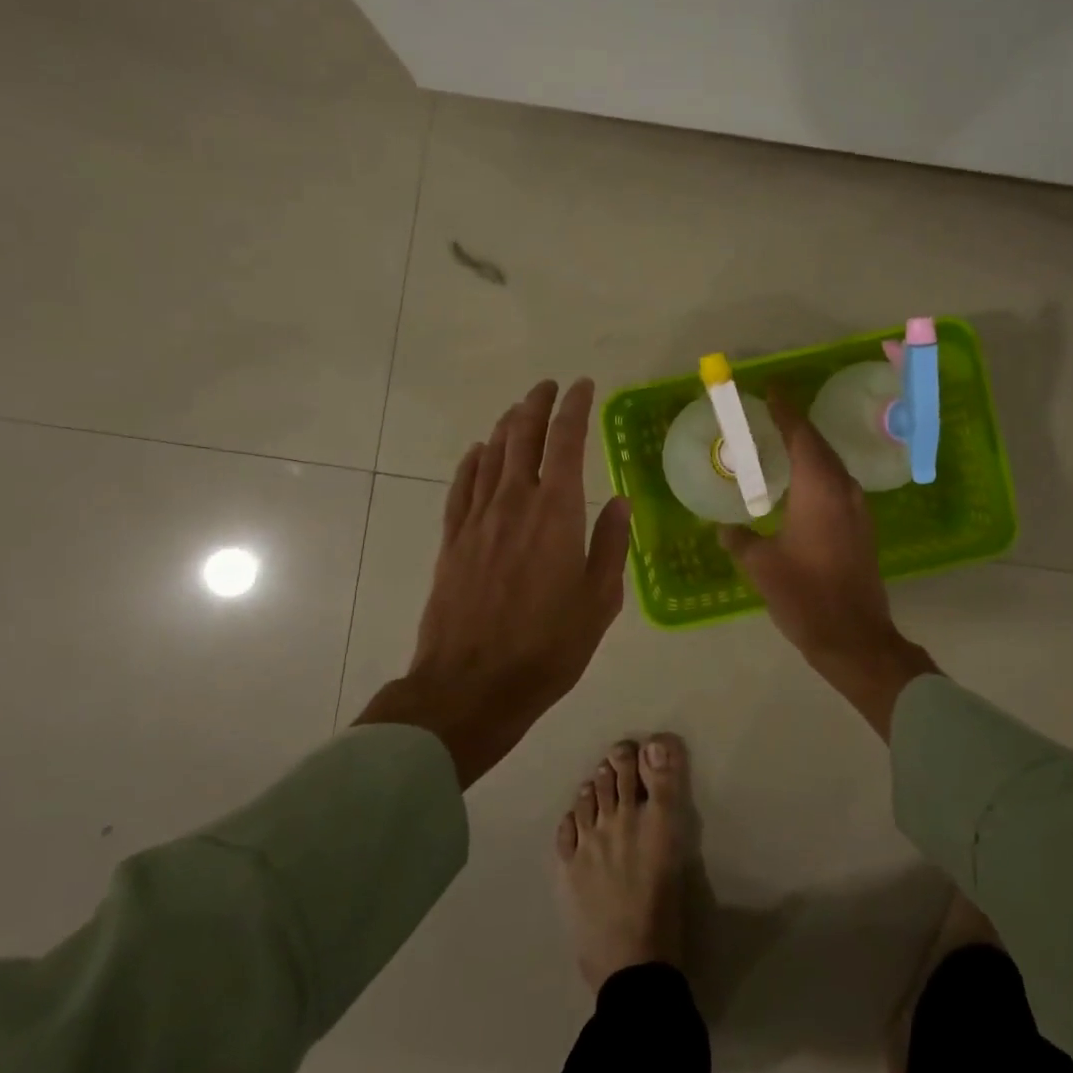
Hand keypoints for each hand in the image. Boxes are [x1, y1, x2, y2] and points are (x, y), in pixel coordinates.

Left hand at [357, 379, 631, 785]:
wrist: (471, 686)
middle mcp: (513, 503)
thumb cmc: (548, 647)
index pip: (565, 441)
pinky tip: (478, 452)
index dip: (574, 408)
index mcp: (556, 513)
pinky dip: (472, 461)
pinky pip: (462, 486)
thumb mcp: (599, 601)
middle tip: (549, 386)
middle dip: (537, 405)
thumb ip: (611, 545)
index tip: (582, 386)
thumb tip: (620, 502)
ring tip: (520, 411)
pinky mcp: (452, 540)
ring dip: (506, 426)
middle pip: (522, 436)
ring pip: (490, 455)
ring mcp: (477, 520)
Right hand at [720, 391, 935, 737]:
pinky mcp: (863, 528)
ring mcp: (858, 509)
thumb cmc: (805, 596)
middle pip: (820, 446)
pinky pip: (838, 486)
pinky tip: (800, 486)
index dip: (786, 410)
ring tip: (781, 445)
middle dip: (796, 426)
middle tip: (770, 414)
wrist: (855, 637)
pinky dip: (818, 475)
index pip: (801, 435)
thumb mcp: (762, 567)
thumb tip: (724, 528)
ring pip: (832, 466)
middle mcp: (844, 490)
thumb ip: (739, 540)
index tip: (771, 389)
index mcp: (819, 489)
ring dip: (809, 451)